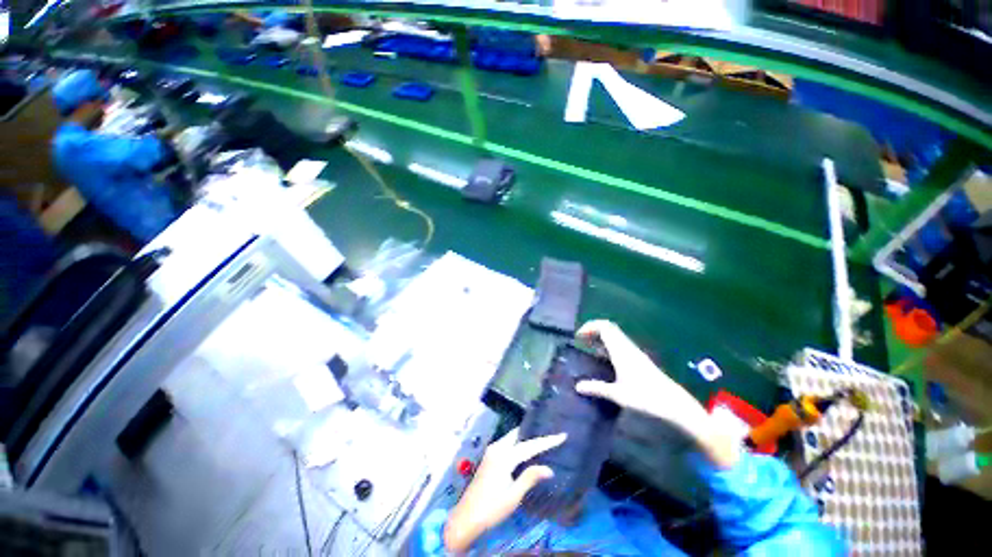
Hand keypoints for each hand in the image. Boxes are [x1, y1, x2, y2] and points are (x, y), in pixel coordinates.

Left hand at [443, 429, 566, 553]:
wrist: (466, 517)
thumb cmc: (492, 508)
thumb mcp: (513, 496)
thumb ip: (530, 478)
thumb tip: (549, 469)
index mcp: (504, 456)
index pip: (530, 445)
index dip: (547, 441)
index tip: (562, 435)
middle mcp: (497, 448)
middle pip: (519, 435)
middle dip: (535, 433)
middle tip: (551, 433)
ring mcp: (492, 451)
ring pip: (512, 438)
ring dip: (526, 437)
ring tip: (542, 438)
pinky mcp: (489, 456)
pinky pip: (507, 443)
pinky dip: (518, 442)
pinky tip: (526, 448)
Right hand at [574, 320, 738, 468]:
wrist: (673, 403)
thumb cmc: (645, 397)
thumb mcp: (618, 395)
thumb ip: (597, 388)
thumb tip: (577, 386)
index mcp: (620, 350)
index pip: (604, 327)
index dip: (589, 327)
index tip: (578, 337)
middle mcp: (627, 346)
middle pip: (608, 327)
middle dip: (593, 329)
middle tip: (581, 340)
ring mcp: (633, 351)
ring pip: (614, 334)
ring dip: (600, 336)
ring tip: (589, 347)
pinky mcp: (638, 357)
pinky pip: (619, 342)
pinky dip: (608, 343)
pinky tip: (604, 357)